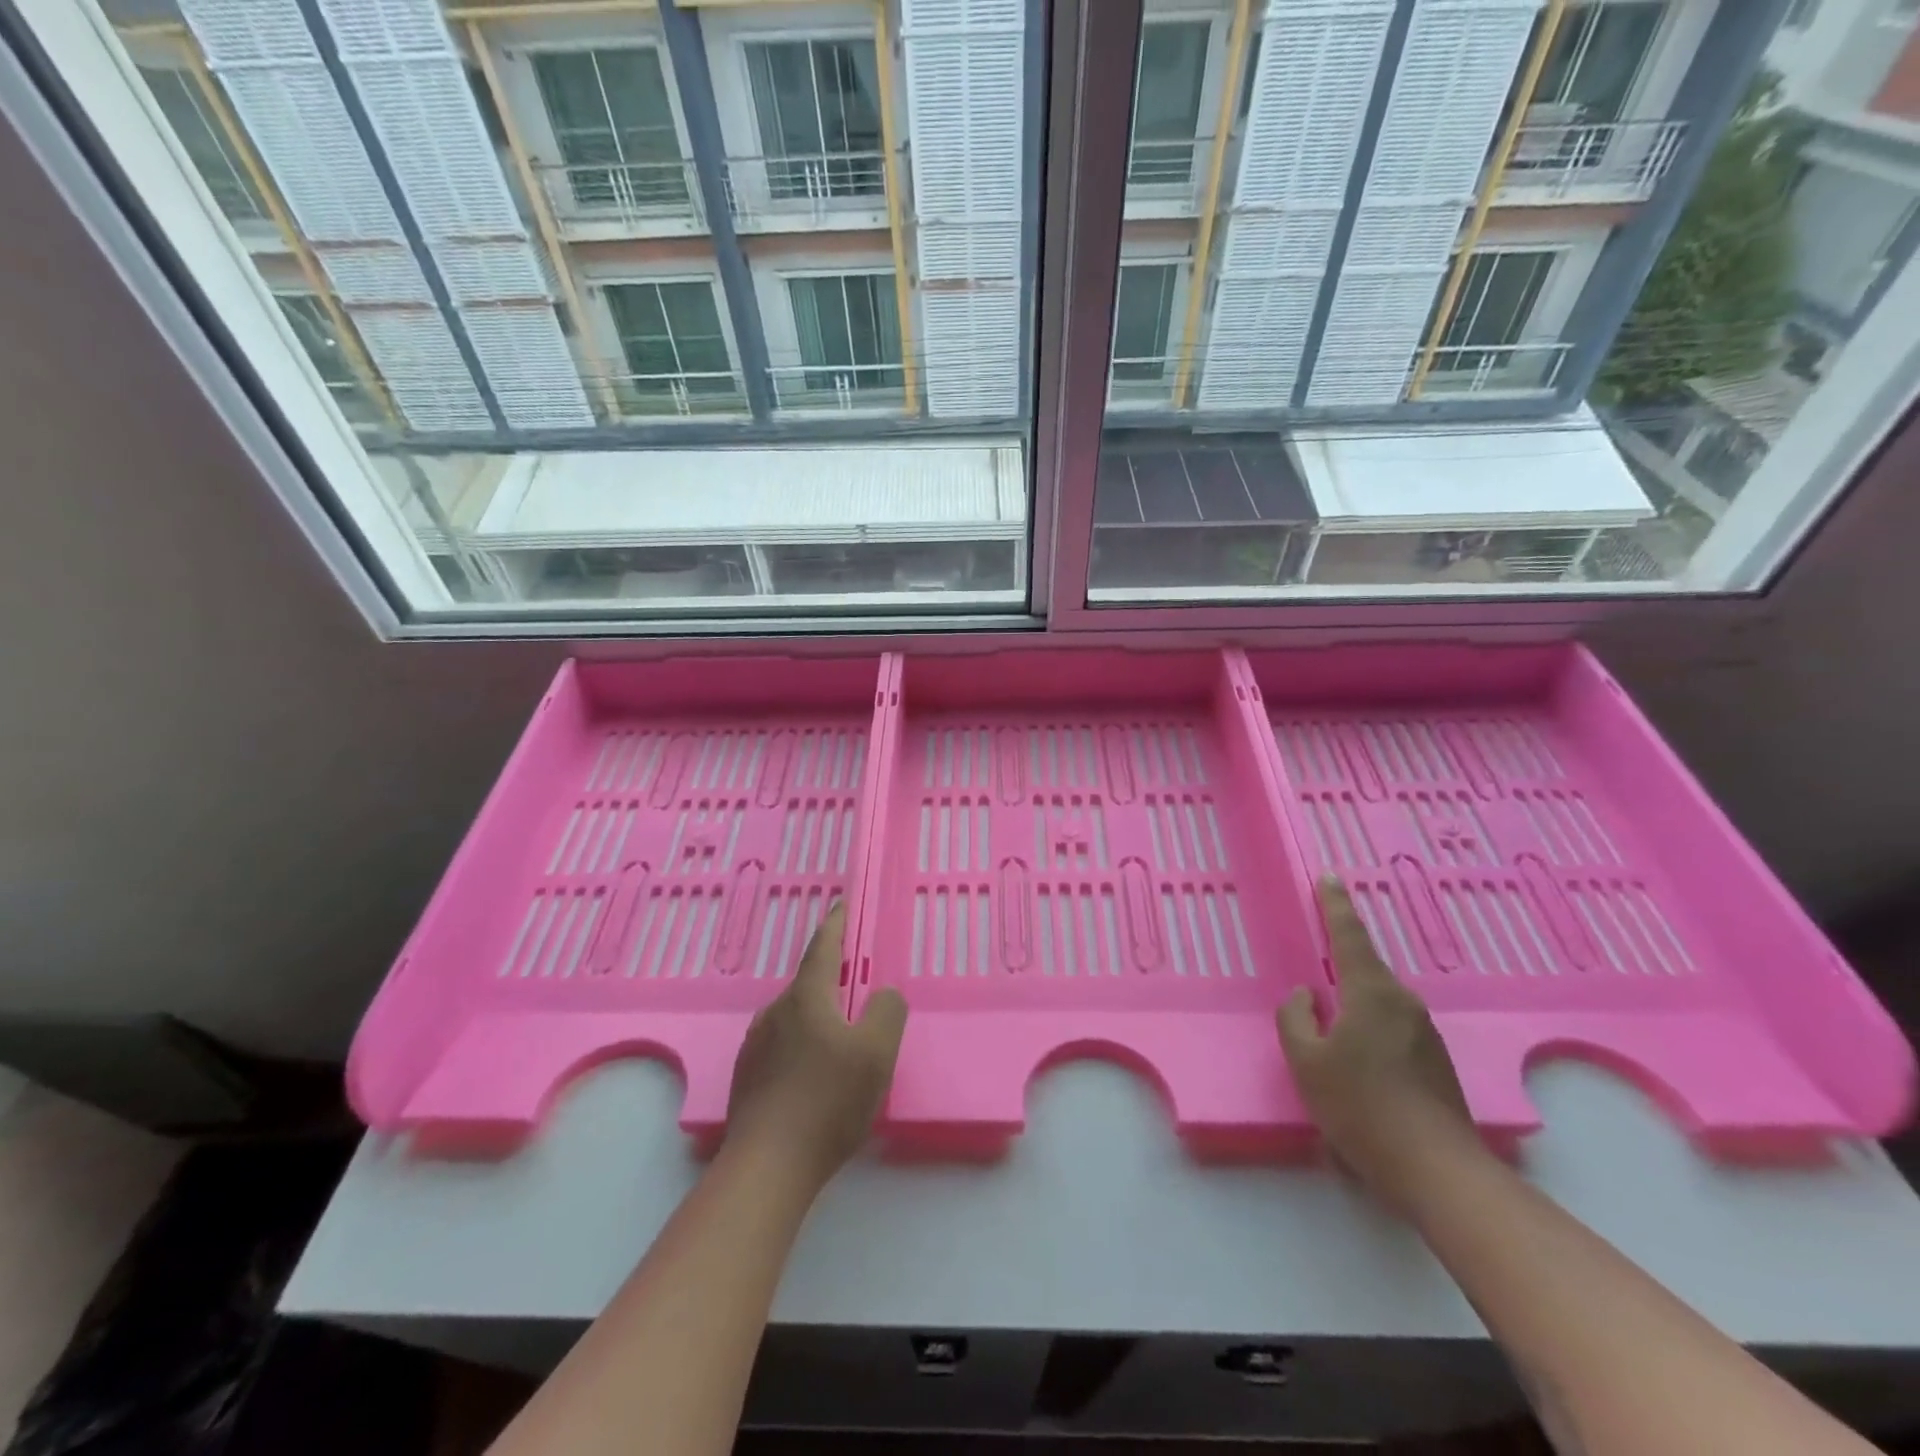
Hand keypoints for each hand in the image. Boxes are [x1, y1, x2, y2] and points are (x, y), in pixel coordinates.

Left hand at [724, 902, 907, 1187]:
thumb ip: (887, 1012)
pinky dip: (802, 1044)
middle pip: (808, 983)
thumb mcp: (876, 1053)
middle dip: (832, 978)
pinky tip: (815, 1074)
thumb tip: (882, 995)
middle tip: (857, 986)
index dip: (836, 925)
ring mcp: (756, 1044)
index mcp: (806, 998)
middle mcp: (775, 1011)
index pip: (823, 947)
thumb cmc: (828, 1102)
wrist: (767, 1168)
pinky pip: (782, 1044)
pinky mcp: (747, 1076)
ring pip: (794, 1016)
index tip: (842, 906)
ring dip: (817, 1015)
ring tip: (840, 1037)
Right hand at [1279, 878, 1480, 1213]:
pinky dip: (1368, 1022)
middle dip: (1341, 954)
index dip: (1335, 904)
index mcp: (1371, 993)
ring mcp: (1424, 1032)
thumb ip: (1296, 1018)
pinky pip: (1390, 1024)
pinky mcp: (1434, 1061)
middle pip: (1366, 966)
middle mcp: (1403, 1002)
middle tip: (1318, 947)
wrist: (1437, 1171)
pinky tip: (1355, 1052)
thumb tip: (1305, 997)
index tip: (1329, 877)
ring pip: (1378, 998)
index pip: (1349, 935)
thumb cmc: (1361, 1107)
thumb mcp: (1306, 1062)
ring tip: (1330, 1009)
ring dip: (1354, 995)